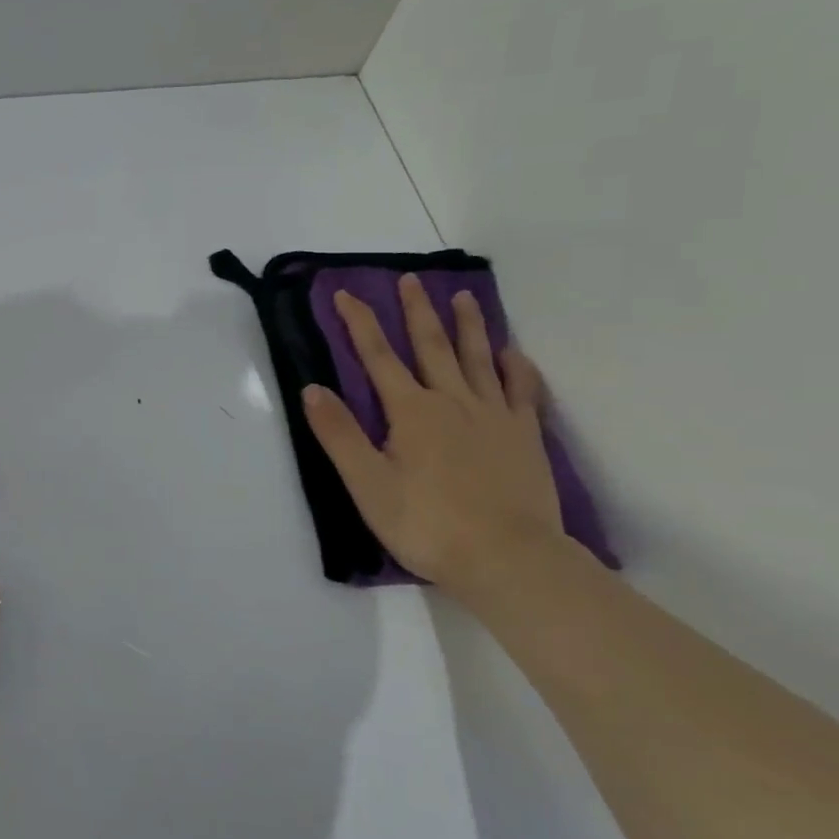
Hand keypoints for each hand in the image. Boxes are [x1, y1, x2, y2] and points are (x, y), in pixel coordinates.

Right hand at [300, 274, 564, 592]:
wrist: (508, 559)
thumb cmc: (427, 523)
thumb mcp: (367, 484)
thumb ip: (339, 434)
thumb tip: (313, 388)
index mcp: (411, 411)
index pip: (378, 357)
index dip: (360, 323)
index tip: (346, 294)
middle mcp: (453, 401)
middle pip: (432, 346)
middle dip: (417, 311)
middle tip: (411, 279)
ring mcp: (494, 416)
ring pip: (479, 359)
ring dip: (469, 326)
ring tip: (465, 297)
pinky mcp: (525, 436)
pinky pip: (523, 391)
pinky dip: (517, 368)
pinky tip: (513, 354)